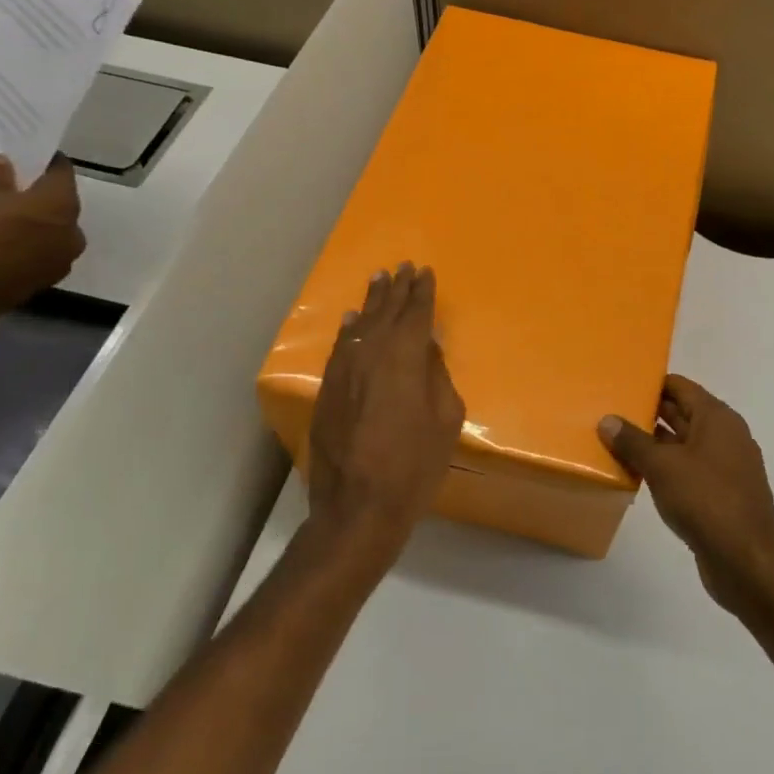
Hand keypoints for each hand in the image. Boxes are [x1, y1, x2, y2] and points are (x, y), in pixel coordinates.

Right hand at [0, 155, 84, 323]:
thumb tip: (5, 168)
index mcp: (60, 206)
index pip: (62, 174)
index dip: (46, 162)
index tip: (31, 155)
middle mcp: (71, 235)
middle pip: (60, 205)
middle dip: (39, 194)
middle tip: (11, 185)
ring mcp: (60, 263)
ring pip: (51, 232)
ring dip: (33, 222)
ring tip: (1, 214)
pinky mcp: (42, 283)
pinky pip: (38, 254)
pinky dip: (24, 245)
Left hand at [307, 263, 464, 568]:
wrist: (358, 505)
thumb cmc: (414, 465)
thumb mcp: (446, 420)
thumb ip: (437, 376)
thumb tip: (427, 350)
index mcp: (404, 357)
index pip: (415, 313)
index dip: (422, 292)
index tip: (425, 272)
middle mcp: (371, 353)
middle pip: (385, 312)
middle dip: (397, 289)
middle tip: (403, 267)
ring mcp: (344, 370)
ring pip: (360, 325)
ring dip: (372, 301)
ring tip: (380, 280)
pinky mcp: (327, 389)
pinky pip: (341, 347)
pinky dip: (349, 329)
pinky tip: (353, 319)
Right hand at [600, 376, 773, 608]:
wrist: (747, 560)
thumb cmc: (706, 500)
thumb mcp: (662, 466)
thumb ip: (633, 441)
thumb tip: (607, 420)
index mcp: (717, 419)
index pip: (681, 387)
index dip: (652, 383)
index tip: (622, 383)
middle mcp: (725, 436)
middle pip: (682, 413)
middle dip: (648, 413)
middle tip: (610, 411)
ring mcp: (725, 467)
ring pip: (683, 444)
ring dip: (654, 444)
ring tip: (615, 441)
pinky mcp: (720, 495)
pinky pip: (687, 470)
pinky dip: (665, 468)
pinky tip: (638, 475)